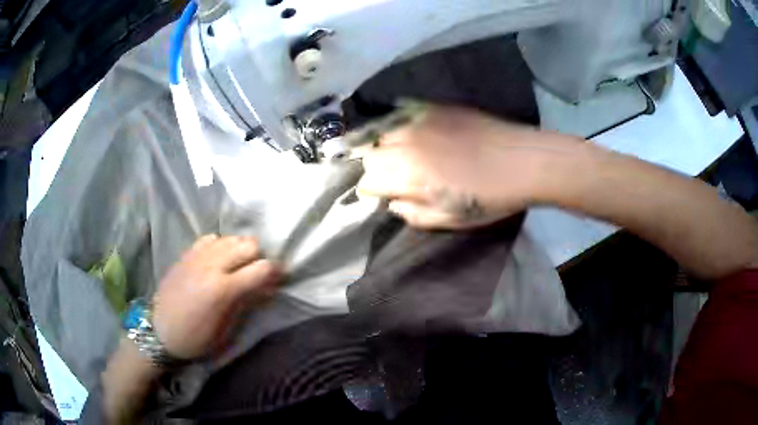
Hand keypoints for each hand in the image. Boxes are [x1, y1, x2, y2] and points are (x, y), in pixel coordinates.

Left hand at [152, 235, 282, 358]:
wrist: (159, 331)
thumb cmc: (196, 338)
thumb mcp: (227, 330)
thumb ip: (246, 303)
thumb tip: (266, 288)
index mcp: (223, 289)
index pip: (261, 268)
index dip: (275, 272)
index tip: (276, 280)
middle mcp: (212, 266)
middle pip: (248, 244)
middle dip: (258, 257)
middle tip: (256, 273)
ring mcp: (197, 256)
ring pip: (231, 237)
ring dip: (240, 249)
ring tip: (238, 266)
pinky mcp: (187, 254)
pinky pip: (211, 238)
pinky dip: (220, 245)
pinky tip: (218, 259)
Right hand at [357, 105, 571, 228]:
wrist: (525, 161)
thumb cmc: (491, 197)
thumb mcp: (452, 219)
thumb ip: (415, 214)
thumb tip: (393, 204)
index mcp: (408, 176)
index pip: (368, 180)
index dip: (372, 190)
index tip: (382, 194)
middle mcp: (406, 144)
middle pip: (371, 154)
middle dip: (377, 167)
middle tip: (395, 176)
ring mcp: (421, 122)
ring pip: (386, 133)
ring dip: (388, 147)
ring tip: (405, 155)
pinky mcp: (436, 108)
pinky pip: (406, 114)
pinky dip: (403, 126)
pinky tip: (417, 134)